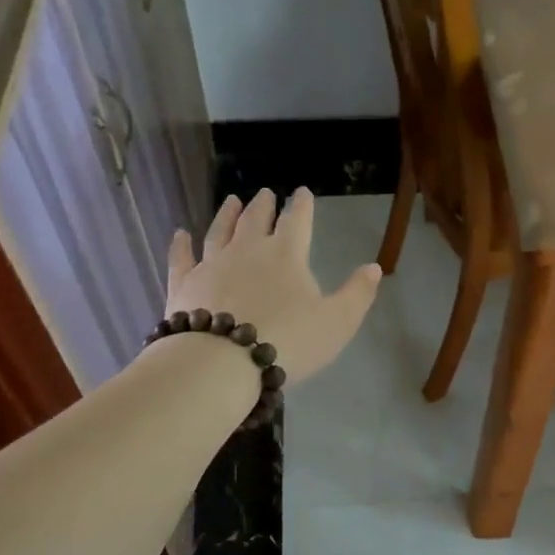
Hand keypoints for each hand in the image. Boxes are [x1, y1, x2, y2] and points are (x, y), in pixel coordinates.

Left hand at [166, 188, 380, 385]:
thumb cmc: (288, 341)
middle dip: (263, 205)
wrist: (222, 362)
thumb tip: (374, 267)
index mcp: (287, 255)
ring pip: (220, 231)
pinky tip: (180, 234)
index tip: (302, 192)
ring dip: (227, 215)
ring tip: (231, 201)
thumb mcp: (337, 322)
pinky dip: (181, 245)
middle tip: (264, 193)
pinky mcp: (184, 284)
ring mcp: (212, 264)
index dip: (301, 205)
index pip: (297, 221)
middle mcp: (248, 250)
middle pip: (256, 220)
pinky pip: (182, 258)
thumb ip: (357, 294)